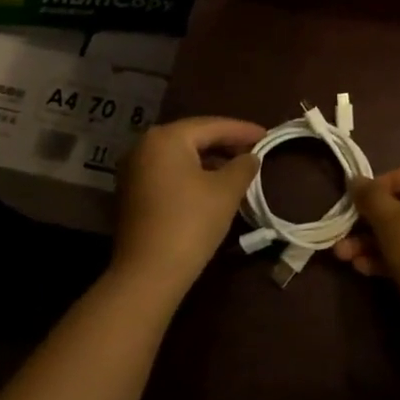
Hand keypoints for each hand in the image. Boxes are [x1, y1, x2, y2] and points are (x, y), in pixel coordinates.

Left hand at [115, 117, 264, 294]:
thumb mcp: (226, 191)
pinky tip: (212, 184)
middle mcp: (144, 146)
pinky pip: (168, 172)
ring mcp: (133, 170)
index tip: (267, 135)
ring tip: (237, 167)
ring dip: (209, 159)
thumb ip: (243, 166)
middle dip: (225, 143)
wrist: (148, 274)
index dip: (243, 130)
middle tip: (253, 149)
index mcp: (166, 138)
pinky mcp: (131, 193)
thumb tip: (250, 157)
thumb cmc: (191, 223)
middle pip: (193, 137)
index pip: (212, 125)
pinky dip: (192, 173)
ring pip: (180, 155)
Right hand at [340, 164, 399, 324]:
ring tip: (344, 255)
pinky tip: (363, 269)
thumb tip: (356, 179)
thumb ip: (371, 198)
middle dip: (372, 221)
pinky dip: (393, 258)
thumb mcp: (392, 223)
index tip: (361, 198)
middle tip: (345, 231)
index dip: (384, 182)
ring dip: (376, 242)